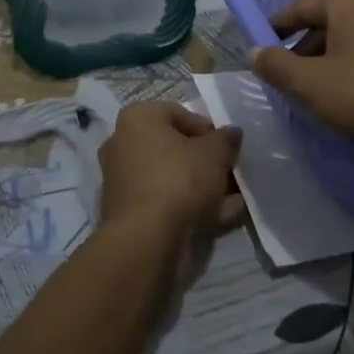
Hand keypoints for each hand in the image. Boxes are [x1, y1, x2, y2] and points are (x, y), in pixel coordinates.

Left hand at [97, 103, 243, 246]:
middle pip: (173, 147)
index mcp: (137, 118)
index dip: (208, 130)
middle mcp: (122, 143)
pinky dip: (187, 205)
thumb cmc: (179, 179)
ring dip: (200, 185)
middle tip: (229, 173)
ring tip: (231, 199)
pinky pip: (163, 200)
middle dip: (204, 160)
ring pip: (169, 176)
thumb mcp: (215, 153)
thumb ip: (226, 139)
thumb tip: (231, 133)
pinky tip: (218, 217)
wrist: (146, 239)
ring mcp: (121, 179)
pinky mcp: (125, 210)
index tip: (226, 148)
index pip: (179, 114)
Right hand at [250, 0, 353, 158]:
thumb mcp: (310, 85)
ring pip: (353, 34)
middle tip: (288, 76)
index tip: (260, 48)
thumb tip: (255, 51)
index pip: (299, 5)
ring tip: (319, 88)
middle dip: (304, 45)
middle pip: (328, 19)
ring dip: (331, 56)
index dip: (275, 26)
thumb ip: (276, 65)